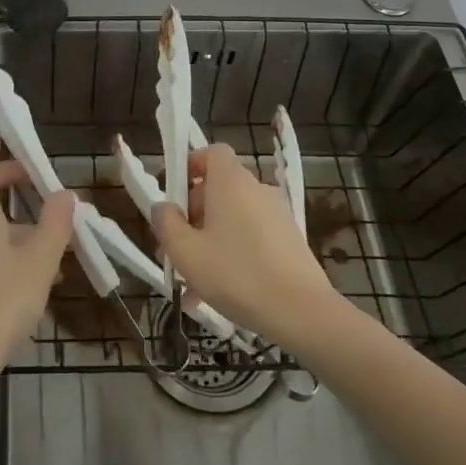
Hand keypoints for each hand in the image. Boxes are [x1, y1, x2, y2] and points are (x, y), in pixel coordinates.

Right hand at [152, 143, 343, 348]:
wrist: (302, 312)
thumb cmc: (236, 274)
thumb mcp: (185, 251)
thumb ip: (166, 223)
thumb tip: (163, 207)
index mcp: (231, 182)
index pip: (212, 152)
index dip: (191, 166)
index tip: (175, 197)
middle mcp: (257, 189)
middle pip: (219, 188)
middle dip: (193, 215)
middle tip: (176, 249)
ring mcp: (277, 215)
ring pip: (233, 219)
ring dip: (210, 241)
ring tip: (192, 283)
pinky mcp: (290, 240)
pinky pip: (251, 238)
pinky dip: (233, 254)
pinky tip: (219, 295)